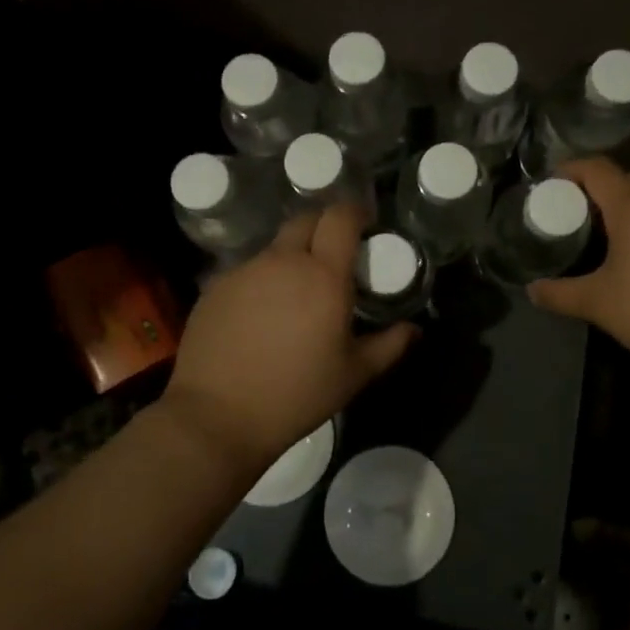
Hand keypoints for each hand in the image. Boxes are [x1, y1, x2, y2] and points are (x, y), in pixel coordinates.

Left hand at [165, 204, 416, 467]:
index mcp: (323, 274)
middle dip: (324, 227)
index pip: (340, 217)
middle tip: (335, 255)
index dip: (355, 212)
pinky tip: (262, 315)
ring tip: (297, 293)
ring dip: (292, 257)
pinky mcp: (215, 287)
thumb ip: (390, 345)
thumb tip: (414, 329)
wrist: (217, 417)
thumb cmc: (296, 395)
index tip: (366, 225)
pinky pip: (248, 271)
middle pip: (306, 220)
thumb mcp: (354, 375)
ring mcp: (244, 271)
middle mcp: (282, 261)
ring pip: (275, 247)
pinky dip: (263, 280)